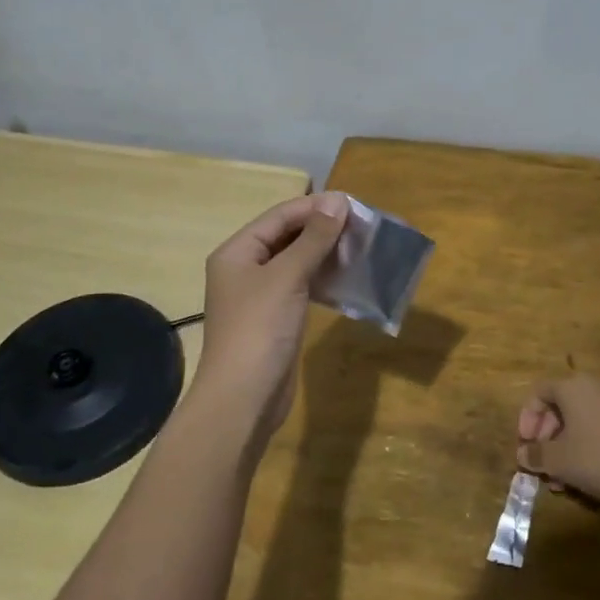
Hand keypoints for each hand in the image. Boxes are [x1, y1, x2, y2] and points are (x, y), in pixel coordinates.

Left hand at [192, 191, 349, 443]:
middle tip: (362, 227)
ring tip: (361, 248)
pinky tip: (348, 278)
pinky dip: (323, 279)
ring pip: (297, 263)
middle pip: (287, 237)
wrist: (244, 398)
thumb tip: (338, 201)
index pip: (279, 216)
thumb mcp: (288, 277)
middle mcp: (245, 268)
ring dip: (326, 254)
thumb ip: (314, 239)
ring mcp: (260, 296)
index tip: (354, 205)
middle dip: (322, 230)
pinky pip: (302, 287)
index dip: (315, 208)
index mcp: (237, 252)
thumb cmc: (260, 329)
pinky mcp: (276, 318)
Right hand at [516, 374, 599, 507]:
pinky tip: (584, 476)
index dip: (526, 419)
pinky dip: (586, 447)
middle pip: (559, 407)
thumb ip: (536, 455)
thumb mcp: (559, 460)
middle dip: (545, 437)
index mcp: (573, 387)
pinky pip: (599, 428)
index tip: (524, 445)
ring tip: (560, 479)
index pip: (538, 393)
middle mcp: (595, 387)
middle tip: (541, 464)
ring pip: (579, 421)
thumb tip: (523, 454)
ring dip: (564, 447)